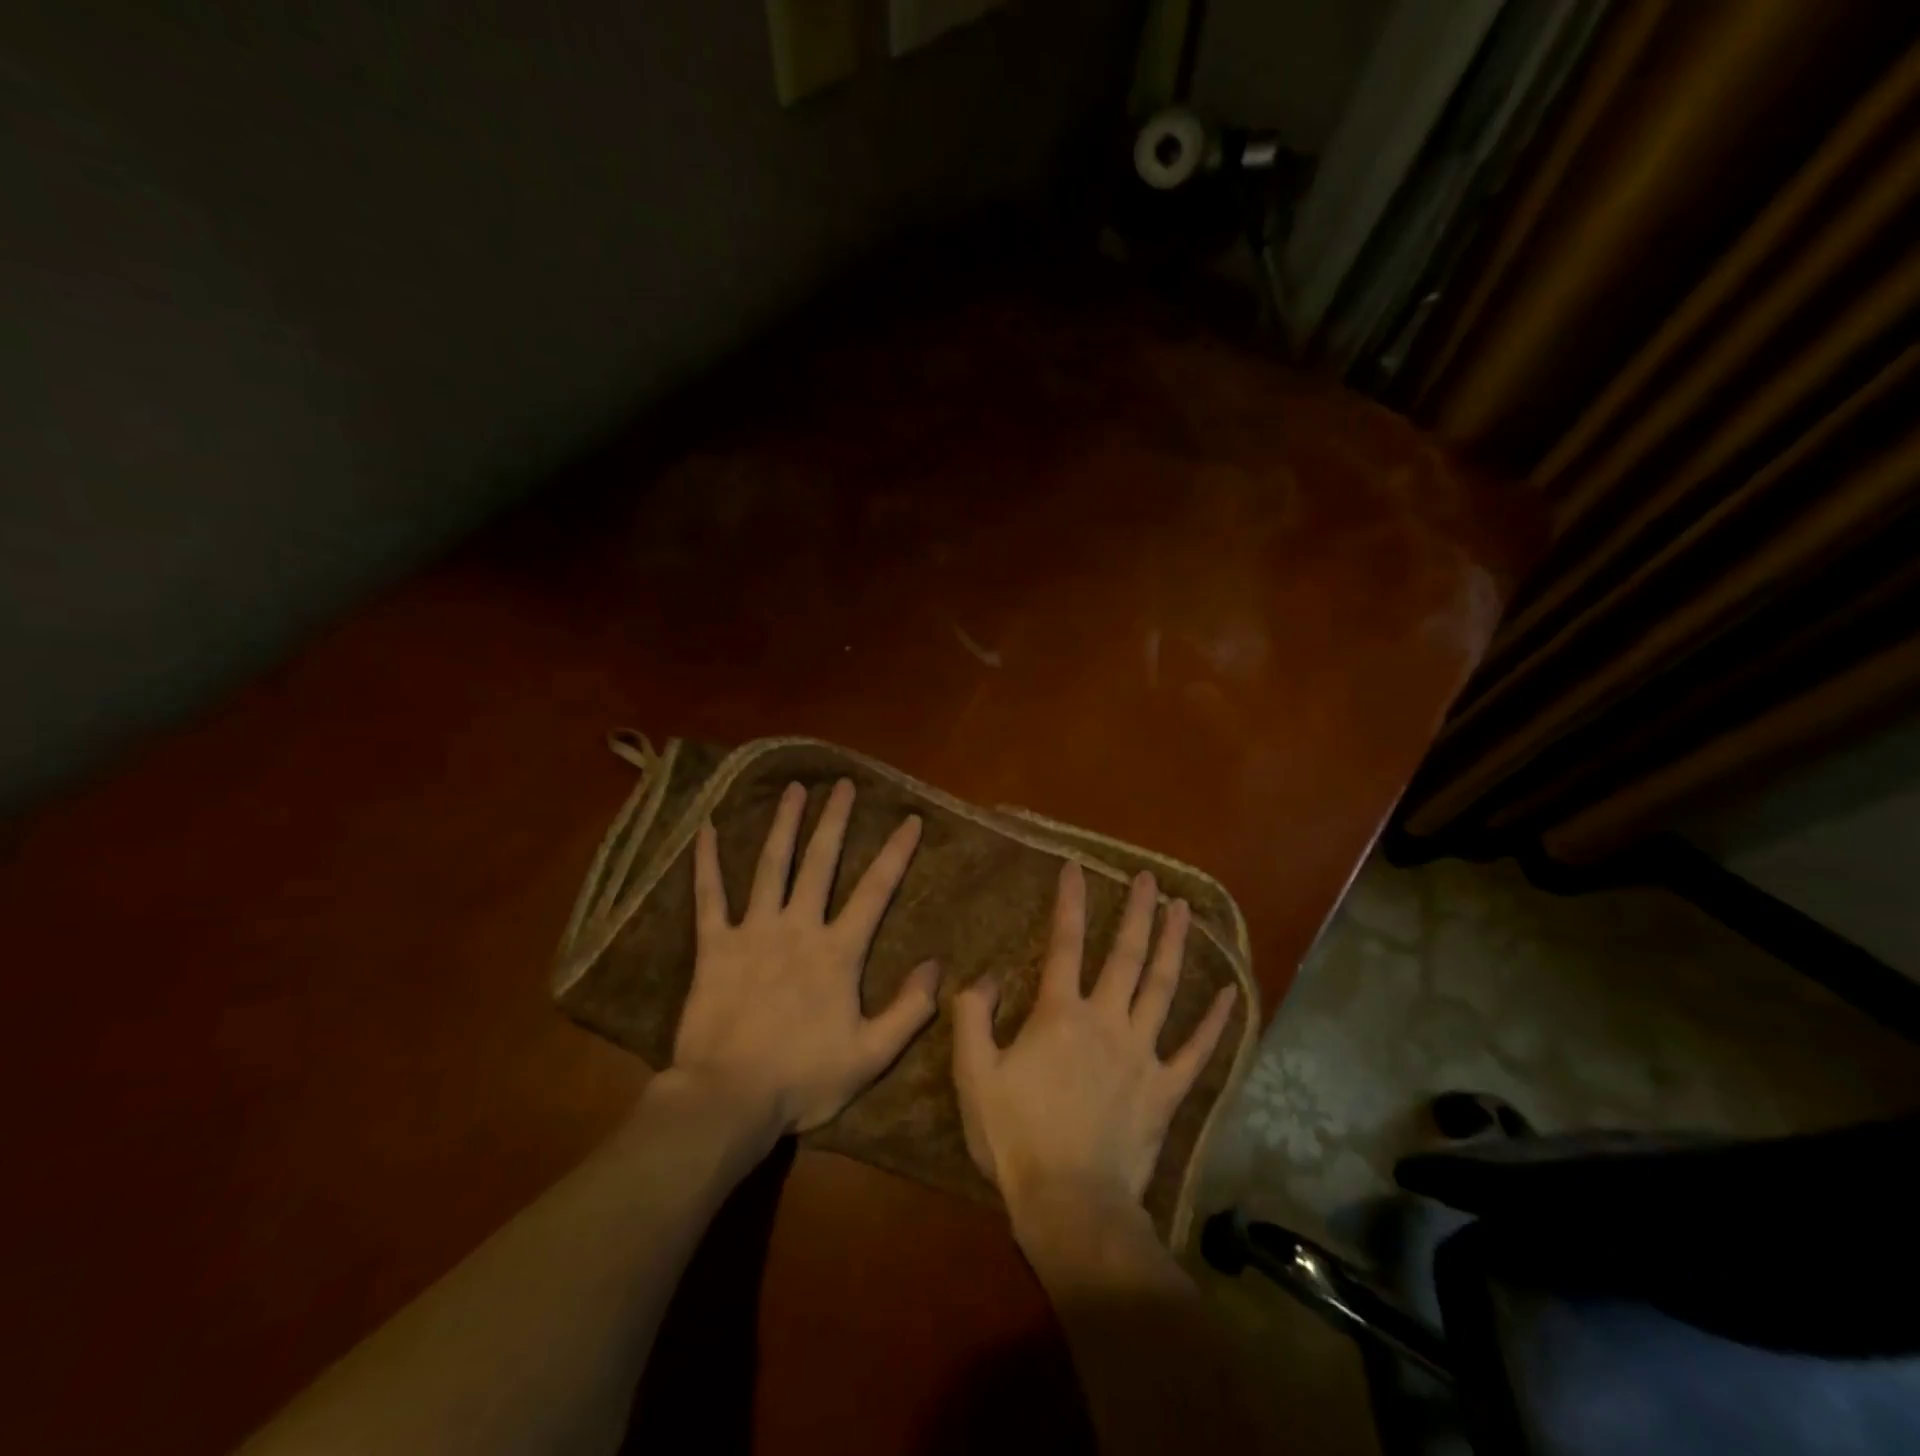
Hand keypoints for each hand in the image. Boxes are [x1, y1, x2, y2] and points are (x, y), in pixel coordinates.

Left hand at [670, 779, 938, 1133]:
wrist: (728, 1098)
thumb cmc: (802, 1079)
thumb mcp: (870, 1056)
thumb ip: (908, 1011)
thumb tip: (937, 966)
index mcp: (837, 952)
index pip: (875, 891)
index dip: (895, 852)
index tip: (909, 818)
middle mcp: (798, 928)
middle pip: (820, 863)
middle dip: (834, 821)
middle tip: (843, 785)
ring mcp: (753, 932)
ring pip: (771, 867)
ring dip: (783, 825)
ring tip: (794, 790)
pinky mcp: (714, 946)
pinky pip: (709, 897)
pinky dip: (707, 862)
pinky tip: (708, 830)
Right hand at [953, 863, 1235, 1217]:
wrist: (1071, 1203)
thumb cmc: (1016, 1137)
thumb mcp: (973, 1074)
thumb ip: (973, 1016)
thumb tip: (985, 976)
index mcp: (1060, 1014)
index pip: (1064, 943)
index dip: (1069, 901)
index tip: (1076, 867)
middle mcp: (1107, 1020)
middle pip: (1125, 954)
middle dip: (1136, 911)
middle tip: (1148, 877)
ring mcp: (1143, 1053)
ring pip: (1163, 987)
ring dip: (1174, 944)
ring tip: (1183, 910)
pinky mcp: (1167, 1089)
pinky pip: (1197, 1050)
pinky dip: (1215, 1021)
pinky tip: (1231, 992)